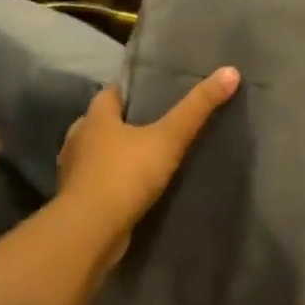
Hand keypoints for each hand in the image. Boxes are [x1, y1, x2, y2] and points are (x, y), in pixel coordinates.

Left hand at [56, 67, 240, 249]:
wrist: (90, 233)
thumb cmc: (125, 175)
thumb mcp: (169, 138)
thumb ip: (197, 107)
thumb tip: (231, 71)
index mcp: (94, 117)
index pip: (112, 92)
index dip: (133, 90)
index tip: (157, 91)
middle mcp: (78, 139)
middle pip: (104, 122)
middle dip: (127, 123)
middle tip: (160, 124)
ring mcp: (74, 172)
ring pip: (99, 154)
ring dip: (119, 154)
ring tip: (151, 157)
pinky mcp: (78, 201)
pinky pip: (100, 182)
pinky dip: (115, 181)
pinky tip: (136, 188)